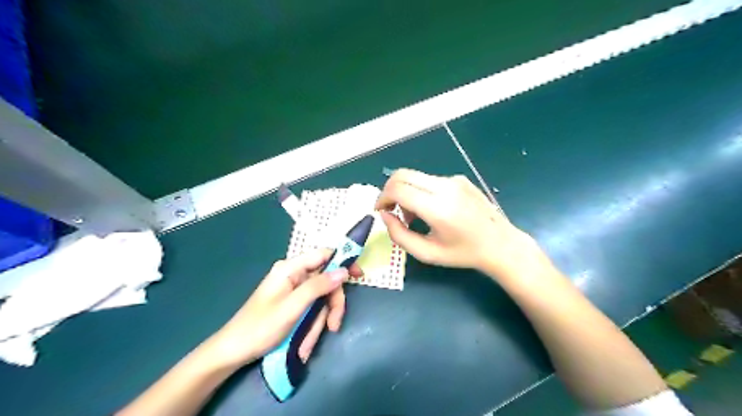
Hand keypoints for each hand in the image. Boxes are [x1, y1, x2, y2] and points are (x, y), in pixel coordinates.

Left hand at [205, 249, 361, 364]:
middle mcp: (294, 275)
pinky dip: (312, 325)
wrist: (233, 351)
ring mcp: (293, 289)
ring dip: (320, 320)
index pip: (324, 254)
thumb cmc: (260, 327)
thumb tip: (344, 271)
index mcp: (290, 268)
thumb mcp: (292, 307)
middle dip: (331, 304)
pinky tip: (303, 344)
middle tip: (334, 325)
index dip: (344, 262)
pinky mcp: (293, 303)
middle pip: (326, 281)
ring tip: (309, 344)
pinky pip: (311, 309)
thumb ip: (318, 287)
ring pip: (320, 299)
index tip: (359, 276)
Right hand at [377, 167, 533, 274]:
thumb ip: (399, 235)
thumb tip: (385, 215)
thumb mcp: (427, 253)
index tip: (380, 211)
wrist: (500, 244)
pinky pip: (429, 180)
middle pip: (402, 175)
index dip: (382, 198)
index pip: (398, 189)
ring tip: (412, 216)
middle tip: (391, 210)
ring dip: (405, 192)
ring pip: (415, 176)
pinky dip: (420, 191)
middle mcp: (445, 187)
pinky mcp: (459, 179)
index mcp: (438, 208)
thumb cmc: (462, 253)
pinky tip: (430, 210)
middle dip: (389, 191)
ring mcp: (454, 180)